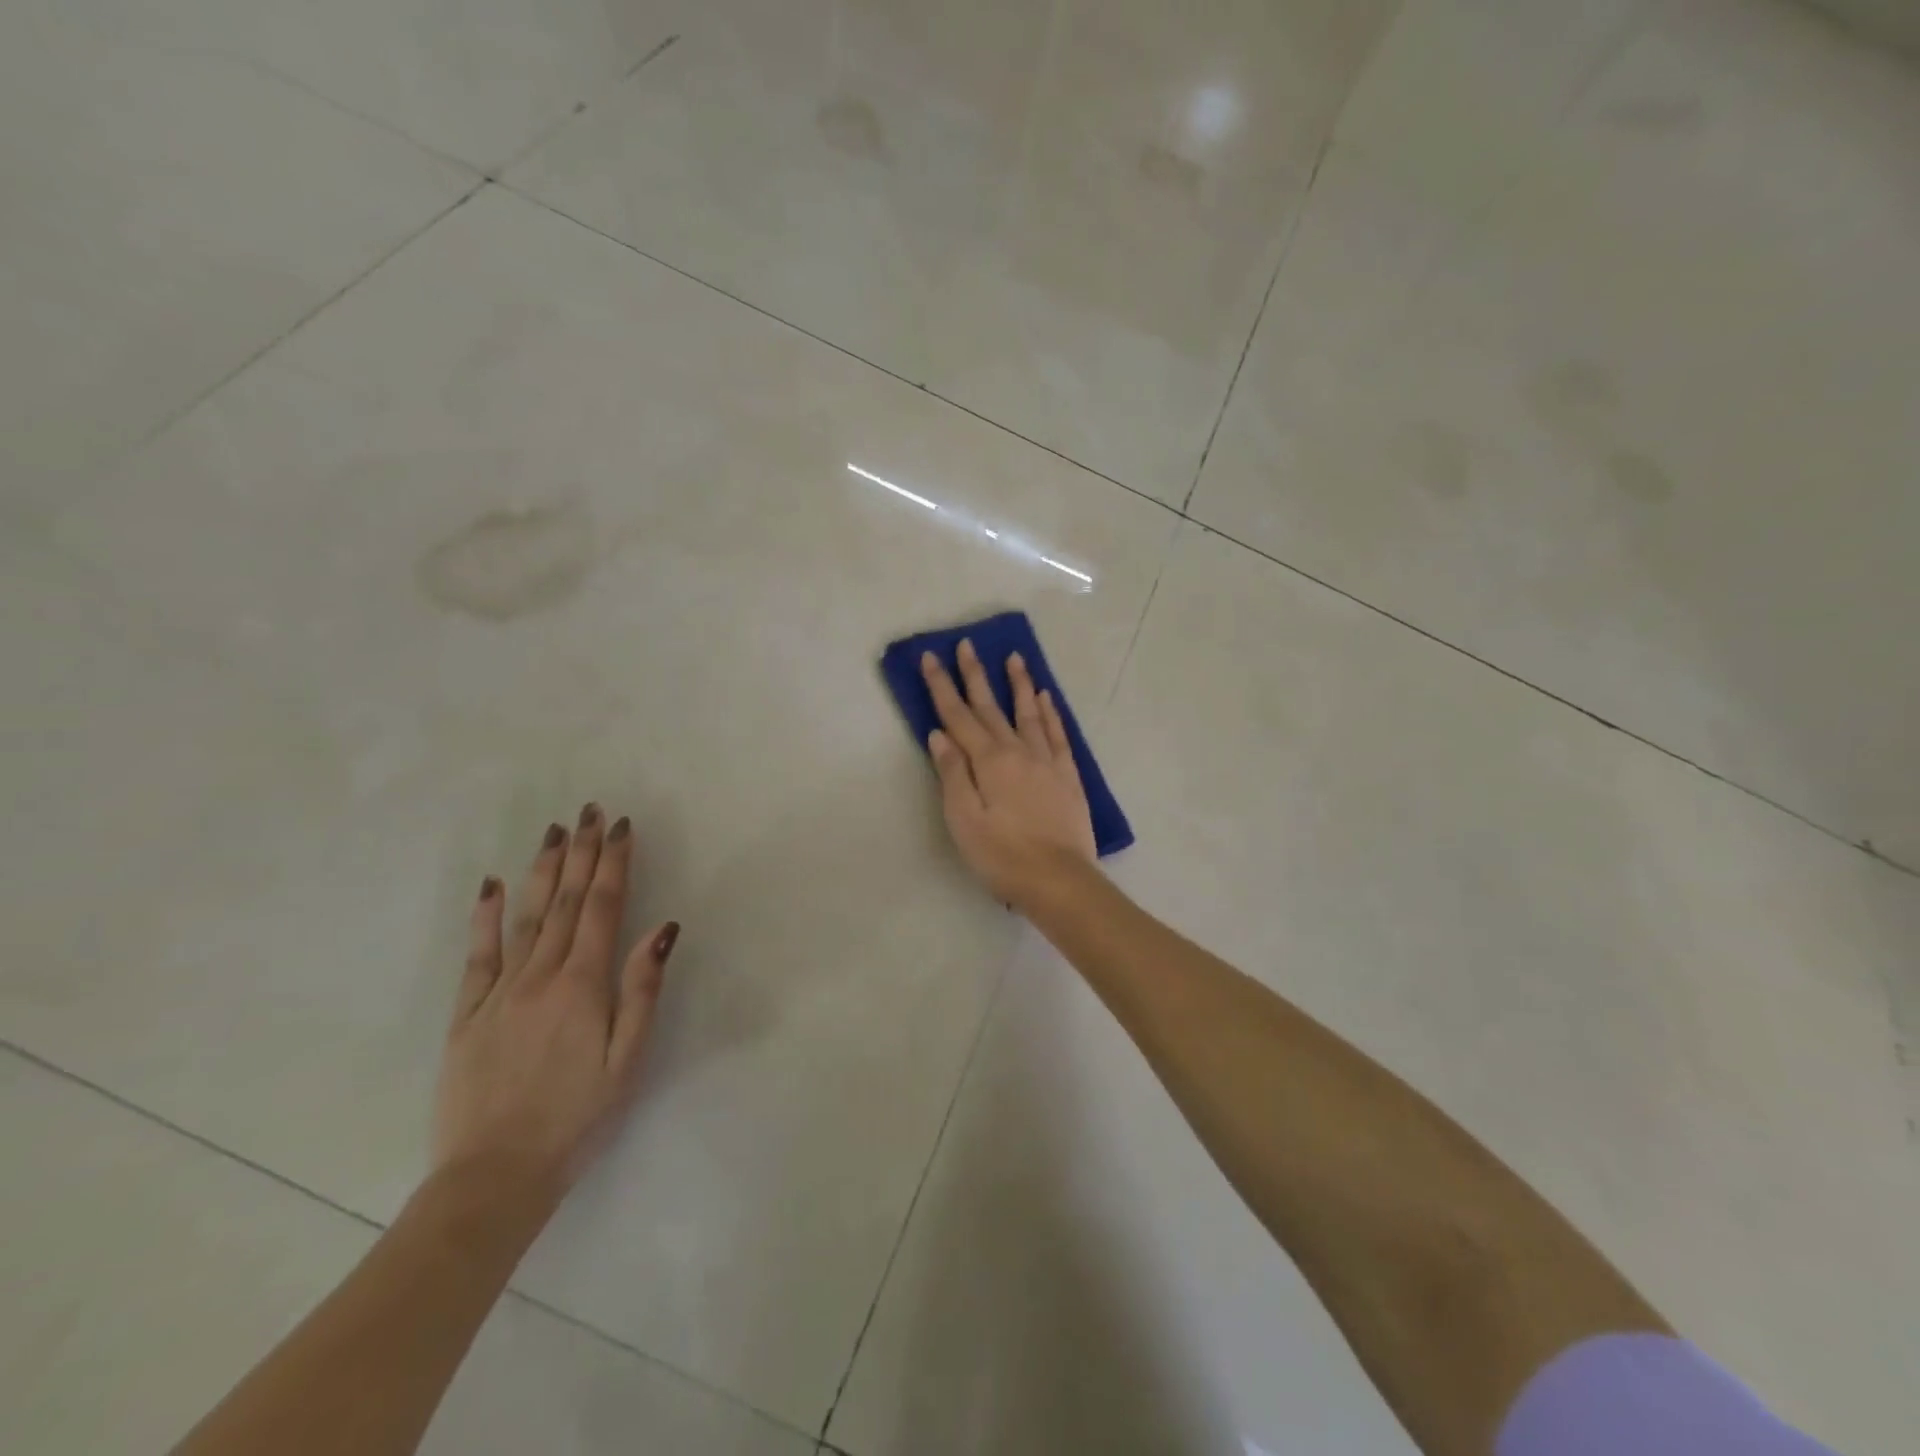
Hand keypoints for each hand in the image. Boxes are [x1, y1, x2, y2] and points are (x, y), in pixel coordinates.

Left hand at [432, 804, 678, 1203]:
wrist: (494, 1176)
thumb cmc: (577, 1118)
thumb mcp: (627, 1059)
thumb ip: (642, 989)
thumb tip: (663, 928)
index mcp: (583, 985)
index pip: (601, 907)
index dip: (612, 863)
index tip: (620, 827)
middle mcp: (540, 976)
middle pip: (563, 901)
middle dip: (580, 852)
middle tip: (588, 812)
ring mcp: (499, 992)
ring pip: (524, 916)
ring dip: (541, 870)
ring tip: (553, 832)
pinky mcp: (467, 1013)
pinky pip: (477, 954)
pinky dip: (484, 916)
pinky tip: (489, 885)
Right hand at [922, 639, 1096, 905]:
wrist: (1059, 880)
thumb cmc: (1002, 856)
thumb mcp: (964, 820)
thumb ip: (952, 774)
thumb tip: (939, 734)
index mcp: (988, 762)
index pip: (958, 716)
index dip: (942, 686)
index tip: (931, 658)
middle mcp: (1018, 752)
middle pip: (991, 707)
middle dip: (976, 674)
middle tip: (967, 644)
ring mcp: (1046, 761)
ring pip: (1029, 713)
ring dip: (1019, 684)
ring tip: (1015, 658)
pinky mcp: (1067, 776)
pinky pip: (1057, 735)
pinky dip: (1051, 714)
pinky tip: (1047, 699)